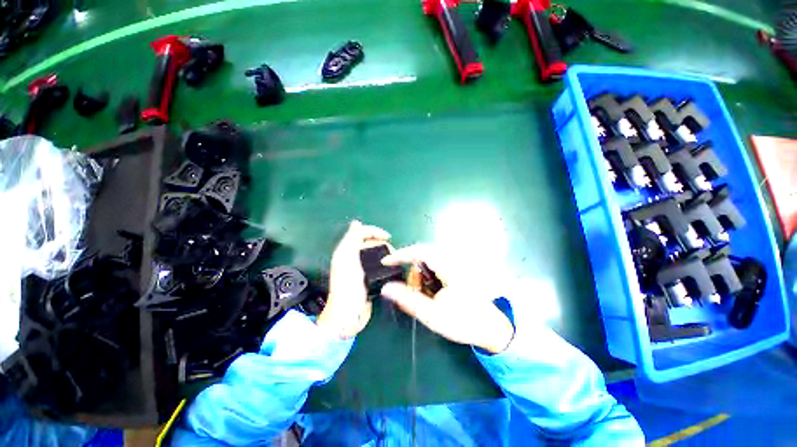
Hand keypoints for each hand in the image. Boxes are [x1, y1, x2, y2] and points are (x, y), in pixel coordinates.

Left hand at [316, 221, 390, 337]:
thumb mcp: (347, 260)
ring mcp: (361, 267)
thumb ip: (352, 240)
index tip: (388, 237)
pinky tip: (389, 267)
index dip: (374, 231)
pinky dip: (385, 263)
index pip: (361, 232)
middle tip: (390, 253)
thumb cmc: (347, 287)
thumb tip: (357, 223)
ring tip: (391, 261)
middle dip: (381, 243)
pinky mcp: (368, 277)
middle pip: (370, 241)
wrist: (348, 315)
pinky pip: (378, 264)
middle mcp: (353, 256)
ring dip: (385, 253)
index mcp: (346, 250)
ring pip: (376, 252)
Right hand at [380, 245, 514, 353]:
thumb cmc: (463, 322)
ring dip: (422, 275)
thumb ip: (407, 299)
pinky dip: (429, 276)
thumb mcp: (431, 314)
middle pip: (424, 255)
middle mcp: (453, 259)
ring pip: (430, 260)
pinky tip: (434, 291)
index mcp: (448, 266)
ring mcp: (457, 263)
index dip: (400, 255)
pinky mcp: (459, 269)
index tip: (386, 262)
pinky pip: (438, 265)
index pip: (419, 251)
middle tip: (411, 291)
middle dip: (413, 272)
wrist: (491, 329)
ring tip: (425, 295)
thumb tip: (386, 288)